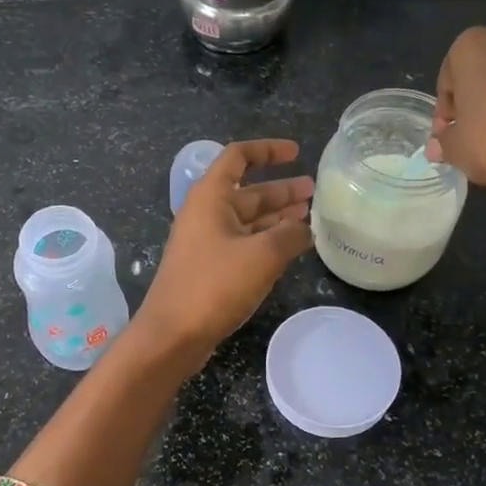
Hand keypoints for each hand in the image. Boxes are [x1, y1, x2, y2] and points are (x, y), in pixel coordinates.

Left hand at [136, 138, 312, 366]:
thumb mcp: (262, 255)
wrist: (171, 335)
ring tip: (309, 216)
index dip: (268, 150)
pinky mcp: (209, 268)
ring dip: (277, 216)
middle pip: (247, 191)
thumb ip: (290, 235)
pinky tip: (290, 247)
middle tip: (313, 191)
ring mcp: (206, 242)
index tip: (296, 152)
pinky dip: (267, 240)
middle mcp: (206, 213)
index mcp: (210, 197)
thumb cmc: (213, 286)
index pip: (238, 156)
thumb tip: (306, 228)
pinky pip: (243, 243)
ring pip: (247, 219)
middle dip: (281, 189)